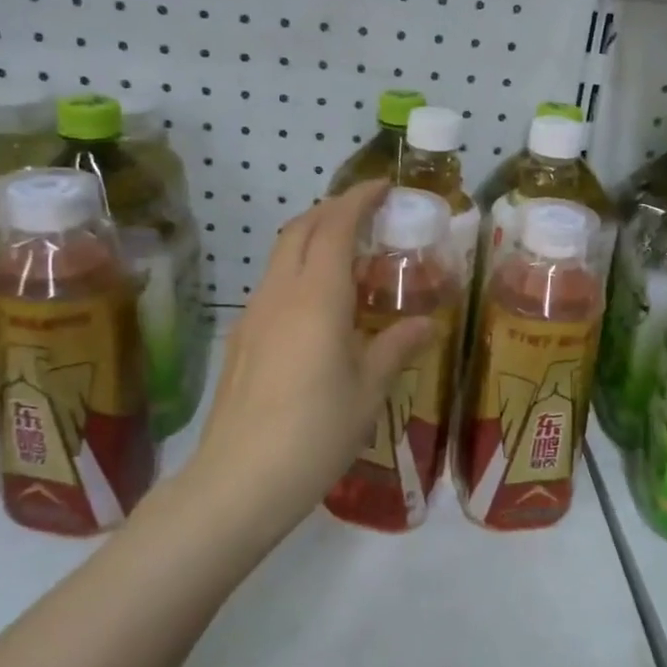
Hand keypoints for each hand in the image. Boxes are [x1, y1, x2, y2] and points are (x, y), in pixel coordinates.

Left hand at [172, 179, 433, 545]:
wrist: (240, 480)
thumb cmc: (316, 432)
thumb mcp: (368, 391)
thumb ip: (396, 348)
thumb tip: (426, 324)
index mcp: (317, 298)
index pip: (335, 227)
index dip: (358, 199)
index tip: (382, 186)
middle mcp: (280, 294)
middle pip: (300, 230)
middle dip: (332, 209)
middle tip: (367, 213)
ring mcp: (254, 315)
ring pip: (282, 255)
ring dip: (313, 238)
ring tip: (348, 252)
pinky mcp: (242, 339)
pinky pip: (273, 284)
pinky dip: (299, 270)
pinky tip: (319, 302)